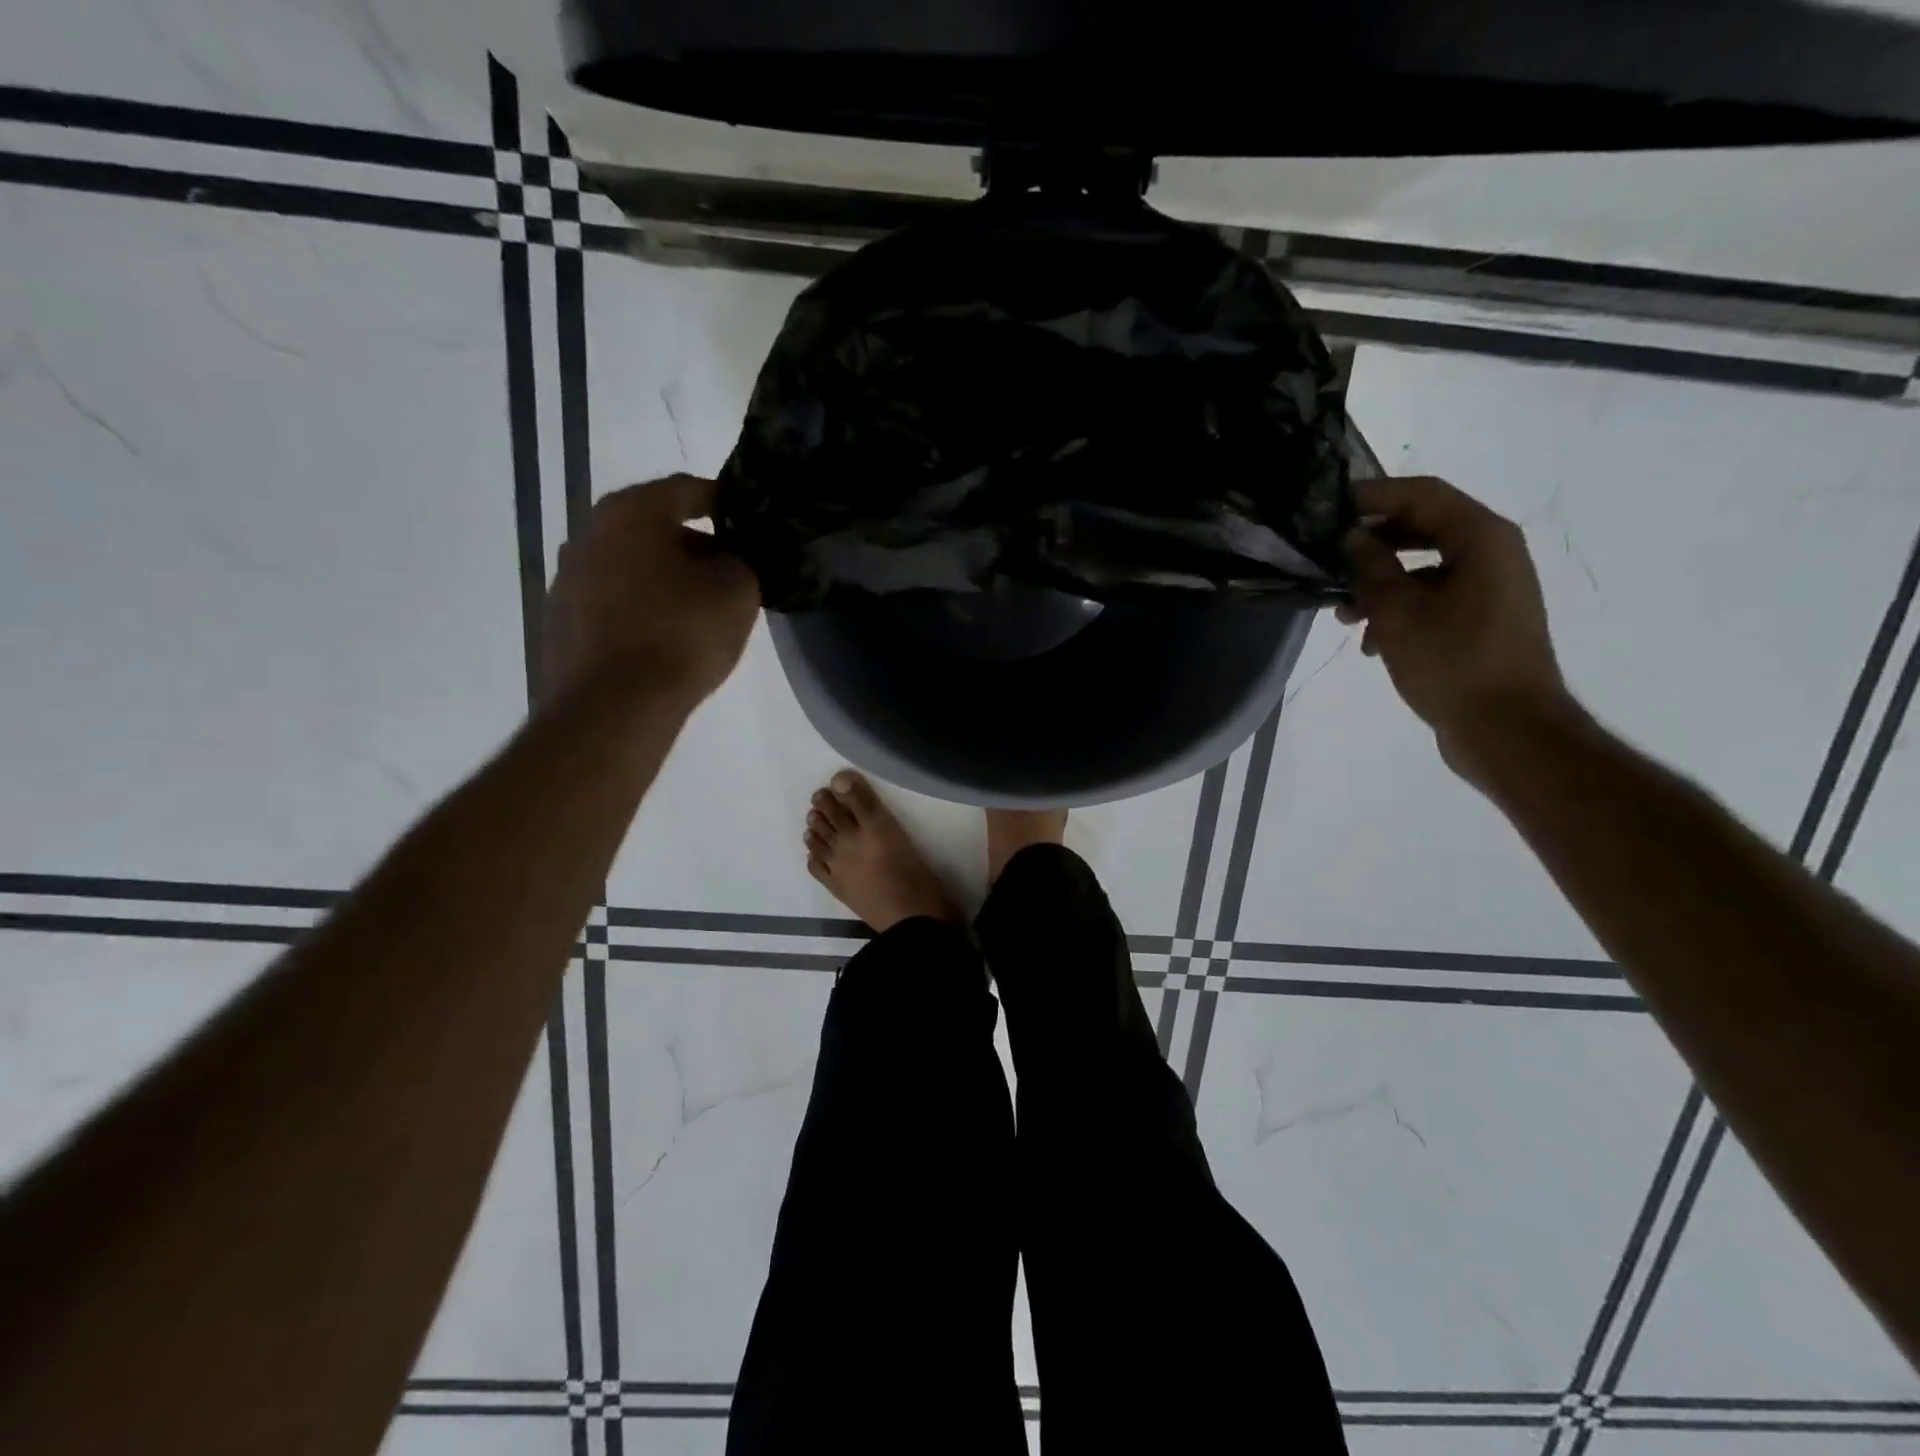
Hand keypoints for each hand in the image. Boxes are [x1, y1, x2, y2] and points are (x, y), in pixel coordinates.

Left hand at [542, 475, 760, 712]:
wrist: (614, 707)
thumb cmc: (682, 635)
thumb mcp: (737, 591)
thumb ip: (742, 560)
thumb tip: (731, 558)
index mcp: (631, 512)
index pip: (687, 489)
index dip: (725, 503)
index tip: (749, 525)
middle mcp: (589, 533)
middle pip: (654, 526)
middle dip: (695, 545)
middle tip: (731, 572)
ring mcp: (568, 579)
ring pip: (632, 565)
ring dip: (667, 578)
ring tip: (700, 609)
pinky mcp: (562, 622)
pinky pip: (614, 601)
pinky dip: (642, 607)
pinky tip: (666, 638)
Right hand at [1337, 476, 1579, 781]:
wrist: (1507, 730)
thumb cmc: (1453, 663)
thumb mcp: (1398, 612)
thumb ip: (1370, 567)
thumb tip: (1352, 537)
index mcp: (1482, 538)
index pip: (1422, 494)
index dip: (1373, 495)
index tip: (1327, 509)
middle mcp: (1492, 553)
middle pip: (1422, 527)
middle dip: (1371, 543)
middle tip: (1326, 557)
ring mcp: (1489, 588)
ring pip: (1422, 566)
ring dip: (1378, 582)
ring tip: (1341, 612)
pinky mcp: (1480, 619)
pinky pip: (1432, 596)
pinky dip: (1398, 608)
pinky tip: (1369, 641)